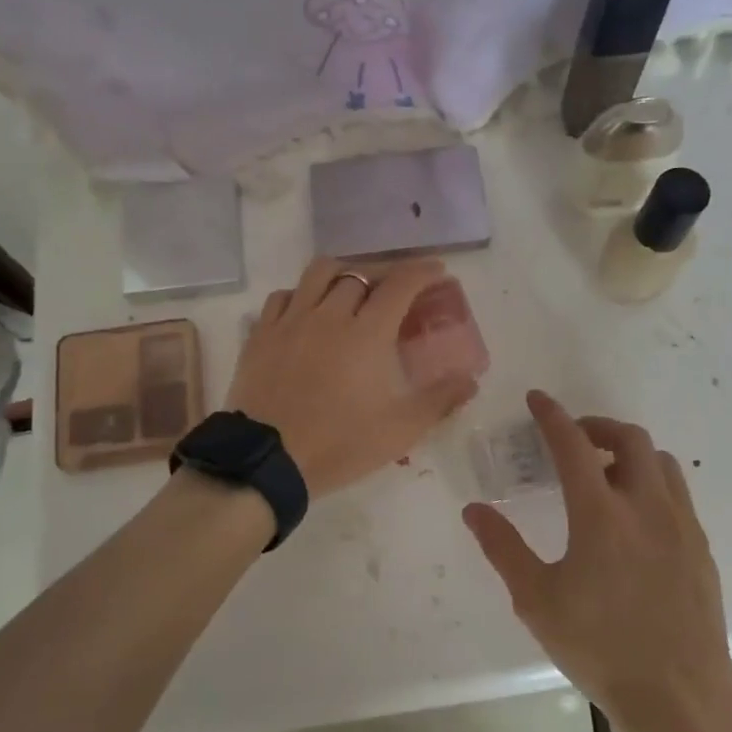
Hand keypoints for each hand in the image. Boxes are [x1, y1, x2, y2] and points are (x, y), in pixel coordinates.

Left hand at [227, 257, 478, 497]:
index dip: (422, 271)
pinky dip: (302, 294)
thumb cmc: (338, 445)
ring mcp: (290, 321)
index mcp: (366, 333)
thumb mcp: (399, 430)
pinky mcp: (260, 334)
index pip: (400, 284)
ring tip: (351, 289)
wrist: (266, 461)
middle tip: (396, 291)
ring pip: (318, 273)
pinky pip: (283, 296)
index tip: (437, 270)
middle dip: (385, 274)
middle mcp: (328, 315)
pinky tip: (307, 311)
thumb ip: (439, 400)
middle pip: (360, 274)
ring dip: (342, 274)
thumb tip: (471, 380)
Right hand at [461, 390, 731, 731]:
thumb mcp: (537, 600)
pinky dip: (652, 482)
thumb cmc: (600, 646)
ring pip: (660, 461)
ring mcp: (681, 524)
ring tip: (606, 474)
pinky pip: (677, 493)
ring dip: (630, 452)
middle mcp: (646, 505)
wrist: (680, 695)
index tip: (537, 399)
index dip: (552, 416)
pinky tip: (636, 517)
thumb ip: (503, 548)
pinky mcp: (701, 547)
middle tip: (573, 440)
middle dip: (597, 426)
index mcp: (600, 513)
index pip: (573, 444)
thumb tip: (474, 510)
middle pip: (629, 438)